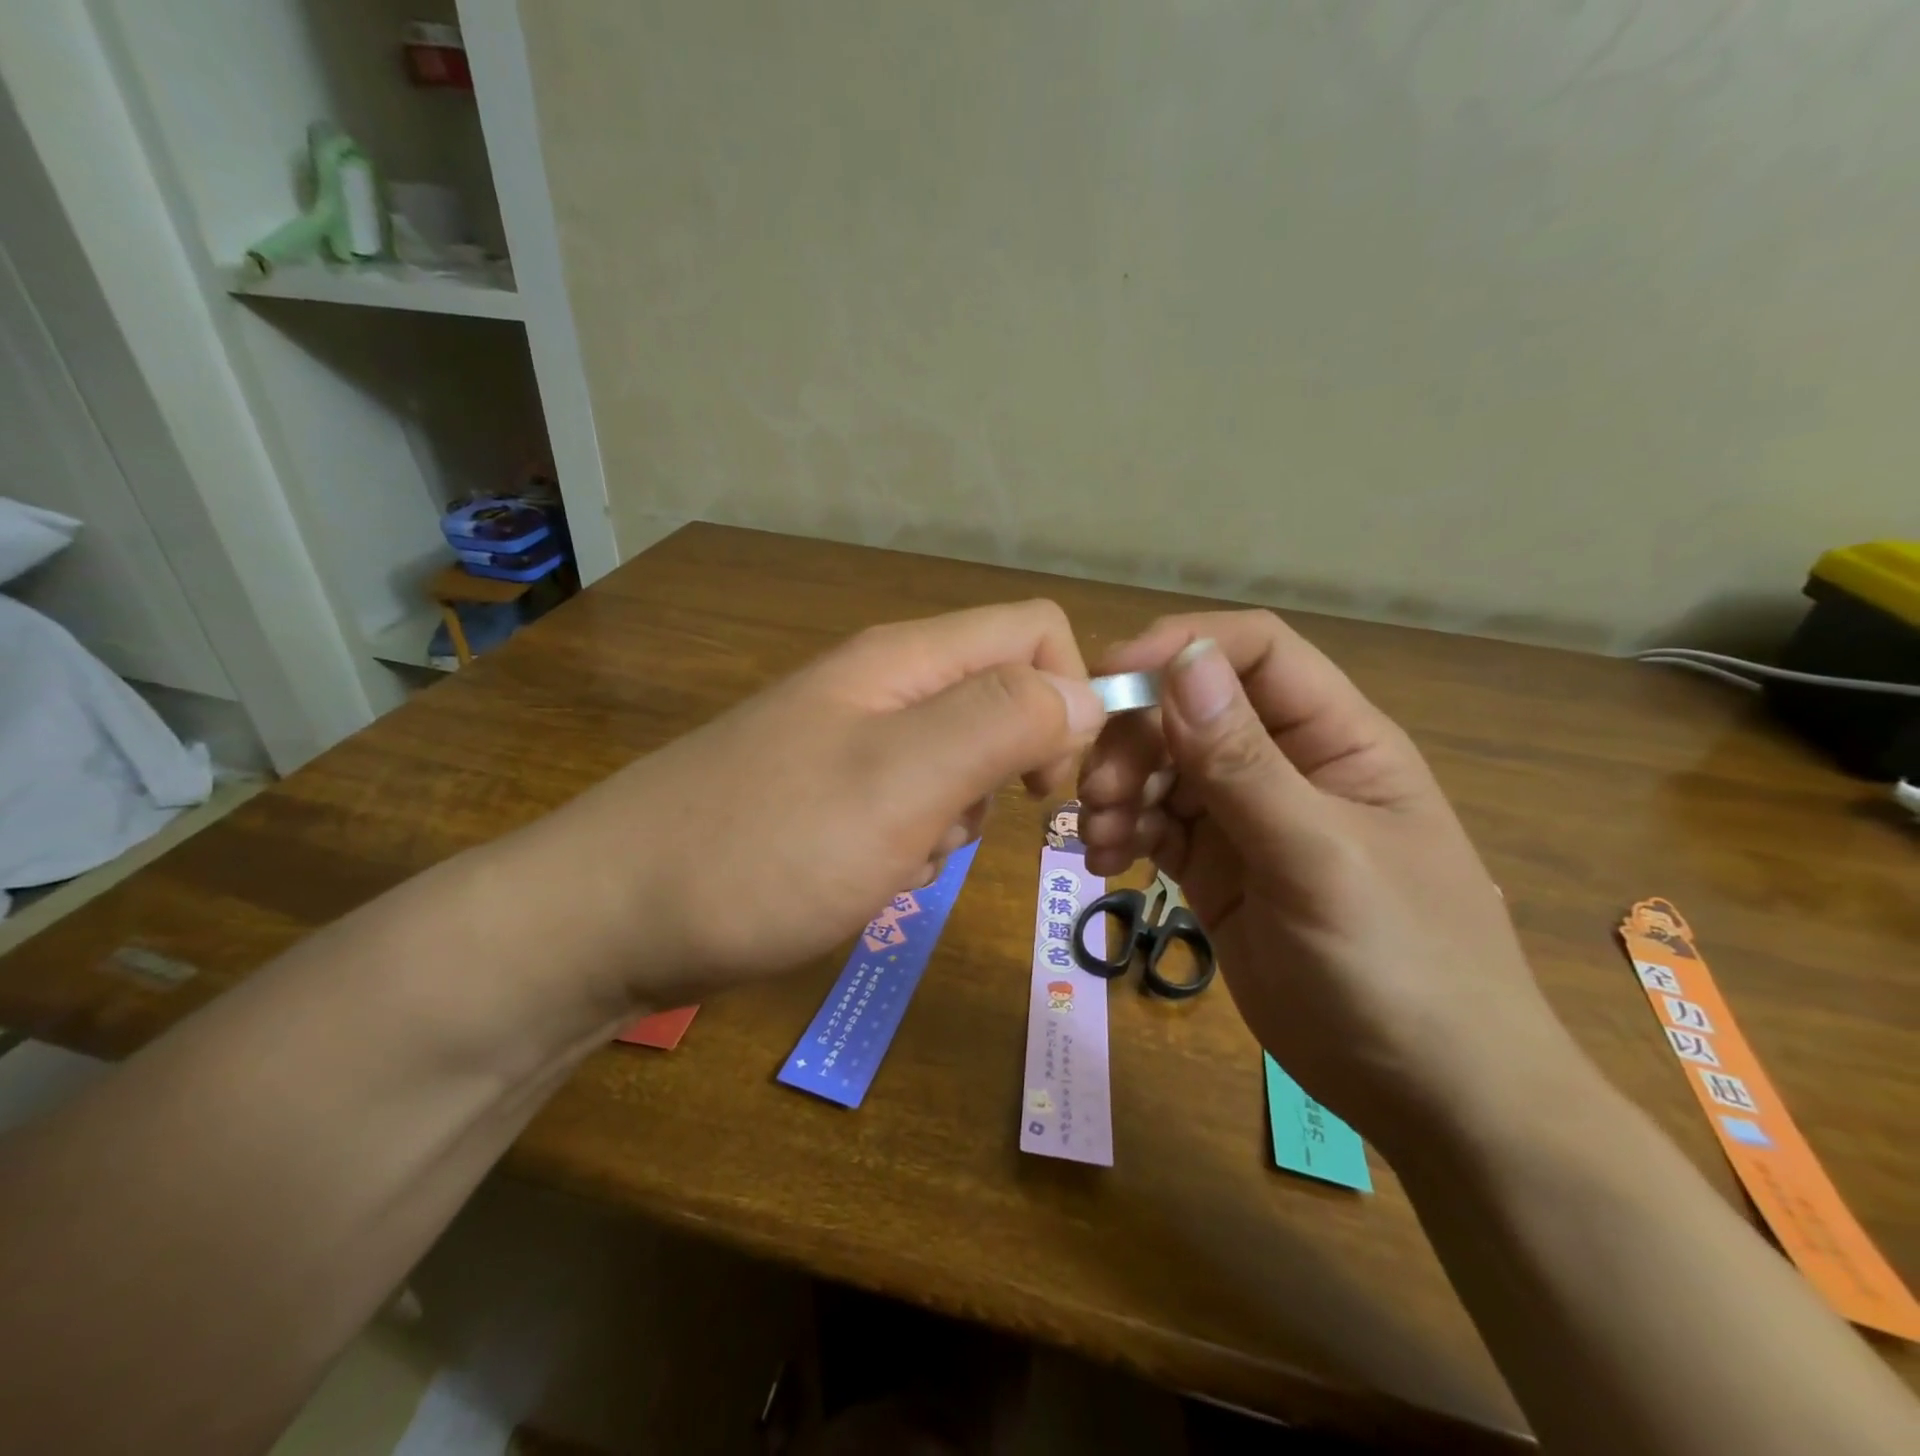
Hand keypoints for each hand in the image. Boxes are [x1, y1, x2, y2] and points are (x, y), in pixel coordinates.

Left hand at [538, 601, 1105, 1005]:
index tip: (1049, 782)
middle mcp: (884, 687)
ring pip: (962, 763)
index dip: (1068, 697)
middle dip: (1009, 771)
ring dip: (956, 818)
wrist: (614, 918)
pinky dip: (913, 844)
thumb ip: (1001, 723)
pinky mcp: (833, 795)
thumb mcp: (899, 782)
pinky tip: (865, 875)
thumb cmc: (764, 847)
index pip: (1034, 633)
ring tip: (896, 858)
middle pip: (1002, 700)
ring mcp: (854, 743)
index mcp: (905, 661)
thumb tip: (1086, 694)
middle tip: (955, 828)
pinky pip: (914, 806)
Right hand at [1077, 611, 1585, 1142]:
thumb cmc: (1403, 969)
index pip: (1254, 653)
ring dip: (1118, 788)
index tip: (1109, 675)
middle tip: (1096, 793)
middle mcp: (1286, 764)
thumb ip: (1244, 764)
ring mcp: (1246, 817)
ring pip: (1161, 767)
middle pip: (1189, 709)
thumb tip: (1182, 661)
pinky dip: (1120, 830)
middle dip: (1133, 738)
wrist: (1431, 1097)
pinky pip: (1153, 823)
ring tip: (1100, 839)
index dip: (1181, 647)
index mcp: (1336, 739)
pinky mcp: (1214, 867)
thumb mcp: (1319, 860)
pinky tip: (1104, 862)